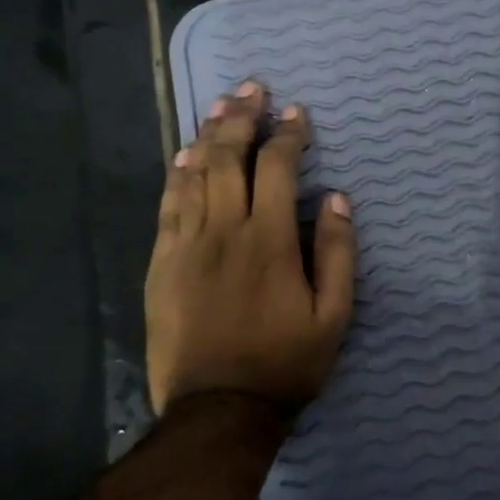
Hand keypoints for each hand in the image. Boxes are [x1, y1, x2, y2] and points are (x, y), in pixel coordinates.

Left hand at [144, 82, 355, 416]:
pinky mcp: (161, 263)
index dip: (287, 135)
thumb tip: (335, 197)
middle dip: (242, 117)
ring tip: (221, 106)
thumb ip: (337, 251)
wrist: (217, 410)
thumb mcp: (334, 315)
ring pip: (194, 174)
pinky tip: (184, 154)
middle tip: (252, 88)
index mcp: (269, 240)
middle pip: (228, 157)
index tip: (296, 113)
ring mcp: (186, 245)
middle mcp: (224, 230)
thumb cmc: (284, 362)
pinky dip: (177, 174)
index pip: (276, 167)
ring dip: (209, 135)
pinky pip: (168, 206)